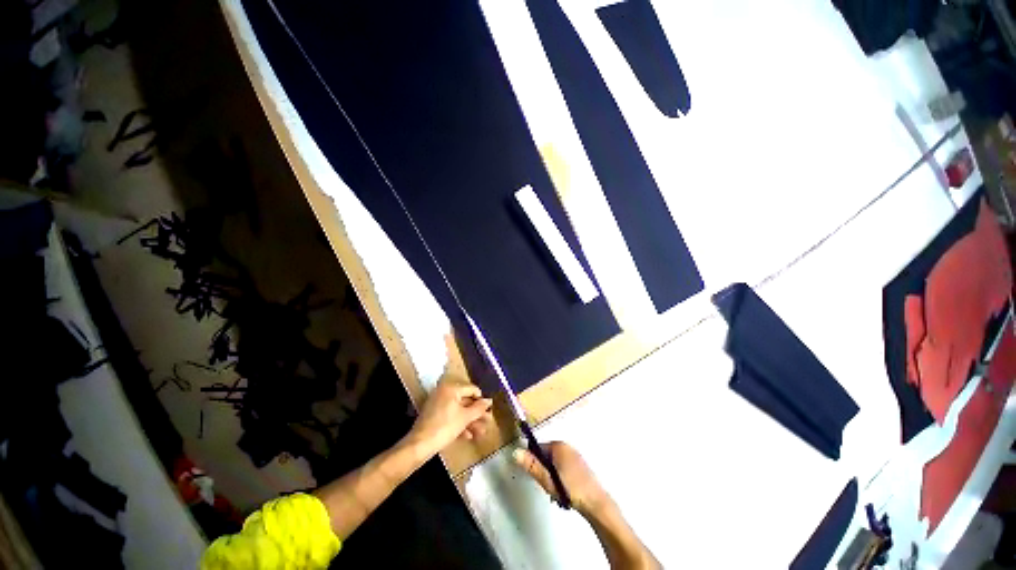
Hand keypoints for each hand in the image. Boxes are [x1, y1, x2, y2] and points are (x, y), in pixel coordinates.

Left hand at [406, 377, 492, 456]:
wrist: (419, 445)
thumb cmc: (444, 427)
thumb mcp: (465, 418)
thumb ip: (479, 408)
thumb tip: (489, 401)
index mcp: (451, 388)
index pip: (472, 389)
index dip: (481, 400)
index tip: (489, 410)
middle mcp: (444, 391)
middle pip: (465, 400)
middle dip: (476, 413)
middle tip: (487, 422)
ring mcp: (438, 403)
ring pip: (459, 410)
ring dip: (470, 421)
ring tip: (481, 432)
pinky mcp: (434, 414)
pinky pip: (450, 415)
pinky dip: (459, 423)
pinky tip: (468, 435)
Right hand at [513, 441, 608, 515]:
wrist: (596, 503)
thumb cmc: (571, 489)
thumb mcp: (547, 479)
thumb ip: (531, 465)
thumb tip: (515, 452)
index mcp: (558, 446)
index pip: (538, 448)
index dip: (534, 463)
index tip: (538, 478)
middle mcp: (566, 447)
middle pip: (546, 457)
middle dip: (544, 472)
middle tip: (548, 487)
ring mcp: (575, 456)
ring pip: (554, 465)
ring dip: (552, 478)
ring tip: (557, 494)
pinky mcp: (580, 466)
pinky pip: (563, 469)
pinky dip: (561, 480)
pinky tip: (565, 494)